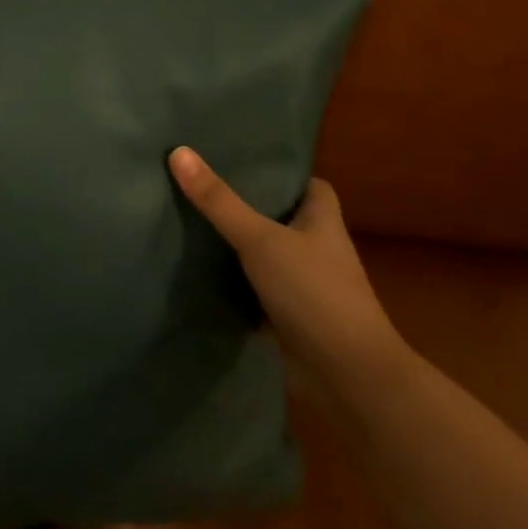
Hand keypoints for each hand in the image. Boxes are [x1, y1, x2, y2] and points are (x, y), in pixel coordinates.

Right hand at [169, 147, 409, 412]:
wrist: (349, 377)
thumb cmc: (314, 293)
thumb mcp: (260, 239)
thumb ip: (219, 201)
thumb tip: (178, 151)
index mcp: (322, 220)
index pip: (307, 184)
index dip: (280, 173)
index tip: (242, 161)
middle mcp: (316, 248)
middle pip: (280, 217)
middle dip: (247, 205)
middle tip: (203, 186)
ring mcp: (304, 285)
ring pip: (265, 255)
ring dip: (237, 246)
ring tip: (191, 220)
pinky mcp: (289, 317)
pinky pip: (255, 291)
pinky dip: (233, 285)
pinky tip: (199, 273)